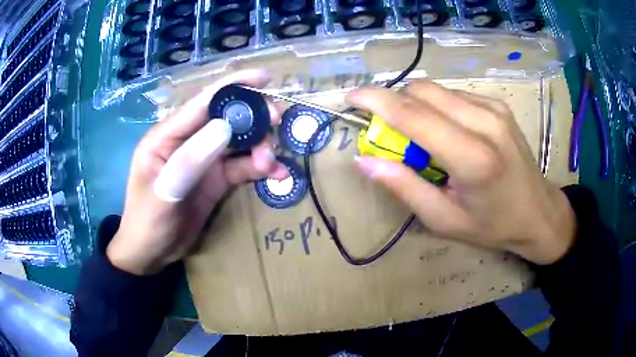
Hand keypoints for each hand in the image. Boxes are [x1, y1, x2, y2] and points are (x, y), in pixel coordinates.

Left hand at [107, 70, 287, 274]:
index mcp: (167, 135)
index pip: (202, 102)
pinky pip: (242, 167)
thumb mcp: (164, 193)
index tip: (264, 77)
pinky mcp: (216, 179)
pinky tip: (276, 175)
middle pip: (226, 118)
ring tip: (271, 163)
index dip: (233, 86)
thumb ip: (191, 159)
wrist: (151, 254)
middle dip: (252, 116)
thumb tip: (226, 126)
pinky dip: (260, 168)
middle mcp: (187, 141)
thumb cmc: (147, 222)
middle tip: (276, 121)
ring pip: (238, 142)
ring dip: (259, 146)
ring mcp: (204, 160)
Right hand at [348, 81, 575, 264]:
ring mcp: (494, 108)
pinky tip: (448, 132)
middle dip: (394, 103)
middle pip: (422, 91)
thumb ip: (403, 187)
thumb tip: (364, 160)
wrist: (539, 212)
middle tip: (389, 132)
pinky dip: (439, 107)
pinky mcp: (498, 105)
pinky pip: (455, 95)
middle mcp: (485, 122)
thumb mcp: (444, 220)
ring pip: (437, 90)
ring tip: (423, 138)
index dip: (375, 101)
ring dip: (417, 106)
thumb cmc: (493, 225)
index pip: (413, 114)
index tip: (351, 98)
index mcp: (472, 157)